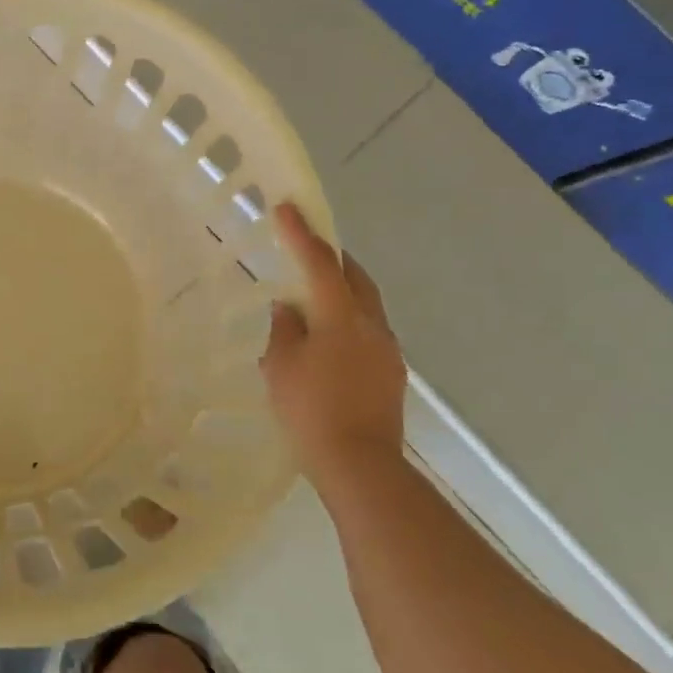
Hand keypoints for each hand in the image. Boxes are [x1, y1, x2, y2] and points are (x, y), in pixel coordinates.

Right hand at [260, 203, 405, 492]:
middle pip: (355, 277)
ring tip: (313, 301)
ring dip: (341, 292)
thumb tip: (289, 309)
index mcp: (341, 316)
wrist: (360, 465)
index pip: (319, 262)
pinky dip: (347, 322)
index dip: (300, 233)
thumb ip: (285, 329)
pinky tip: (328, 343)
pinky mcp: (391, 373)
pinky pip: (368, 332)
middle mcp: (371, 324)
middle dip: (332, 259)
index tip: (286, 207)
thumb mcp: (281, 366)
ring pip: (365, 305)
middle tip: (306, 251)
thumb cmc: (310, 411)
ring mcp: (387, 349)